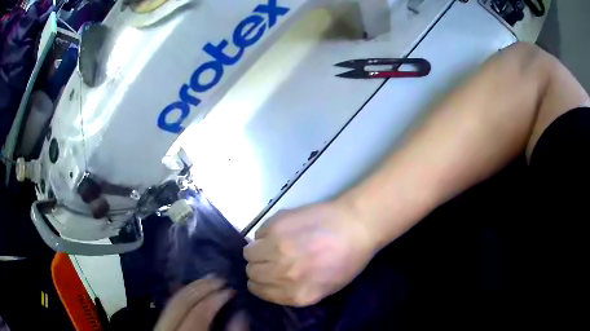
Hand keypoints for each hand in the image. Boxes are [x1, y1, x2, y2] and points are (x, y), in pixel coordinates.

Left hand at [154, 278, 236, 330]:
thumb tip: (241, 314)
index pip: (197, 314)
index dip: (215, 298)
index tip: (231, 290)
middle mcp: (166, 330)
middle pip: (180, 302)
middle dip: (201, 286)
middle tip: (221, 278)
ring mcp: (159, 328)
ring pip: (171, 301)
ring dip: (191, 288)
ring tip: (209, 281)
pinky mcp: (159, 328)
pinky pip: (170, 307)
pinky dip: (183, 297)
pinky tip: (194, 293)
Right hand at [243, 201, 376, 306]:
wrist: (356, 225)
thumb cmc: (347, 260)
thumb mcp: (324, 288)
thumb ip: (294, 291)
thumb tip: (272, 283)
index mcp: (297, 294)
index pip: (259, 291)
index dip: (260, 283)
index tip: (265, 277)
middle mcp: (283, 274)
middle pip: (251, 272)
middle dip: (258, 267)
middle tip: (271, 259)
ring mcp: (277, 249)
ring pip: (249, 253)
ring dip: (258, 250)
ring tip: (273, 244)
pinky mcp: (276, 226)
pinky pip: (258, 234)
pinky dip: (265, 234)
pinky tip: (282, 231)